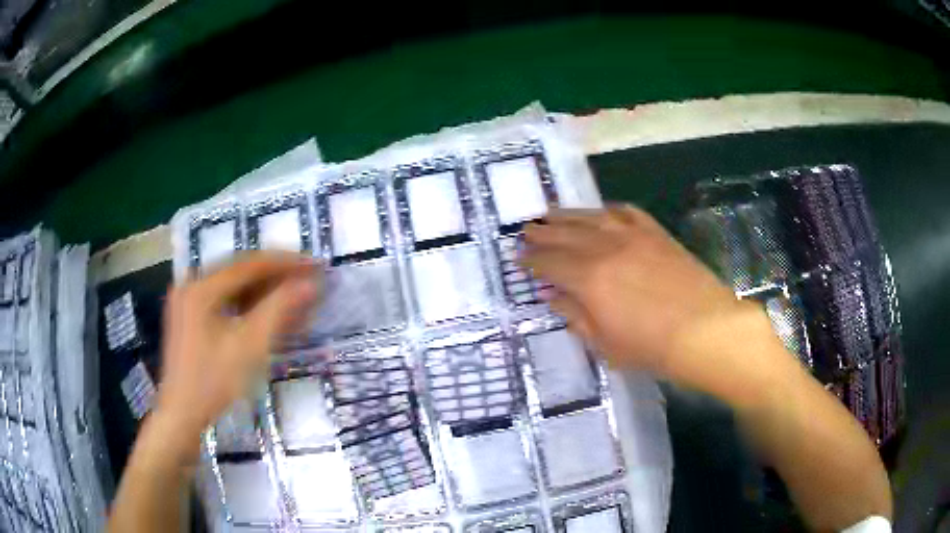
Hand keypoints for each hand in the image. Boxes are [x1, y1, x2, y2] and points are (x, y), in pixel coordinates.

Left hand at [154, 253, 321, 448]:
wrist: (182, 415)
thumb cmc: (213, 382)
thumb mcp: (249, 346)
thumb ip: (279, 310)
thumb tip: (310, 283)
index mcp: (201, 287)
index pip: (249, 264)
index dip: (285, 263)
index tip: (314, 266)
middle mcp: (192, 285)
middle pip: (240, 272)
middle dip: (276, 276)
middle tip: (307, 281)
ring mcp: (189, 301)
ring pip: (233, 287)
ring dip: (264, 291)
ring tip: (293, 298)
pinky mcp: (191, 317)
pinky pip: (224, 302)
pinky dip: (248, 306)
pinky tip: (268, 314)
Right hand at [521, 205, 750, 375]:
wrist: (705, 330)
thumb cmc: (652, 347)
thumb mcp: (605, 343)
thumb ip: (576, 316)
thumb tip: (553, 296)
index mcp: (588, 278)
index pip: (549, 263)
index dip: (531, 261)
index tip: (519, 258)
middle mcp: (605, 248)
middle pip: (565, 234)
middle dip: (542, 233)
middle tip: (525, 229)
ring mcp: (632, 235)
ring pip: (591, 217)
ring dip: (567, 215)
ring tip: (550, 213)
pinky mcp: (655, 232)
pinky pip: (626, 212)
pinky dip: (608, 211)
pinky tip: (602, 213)